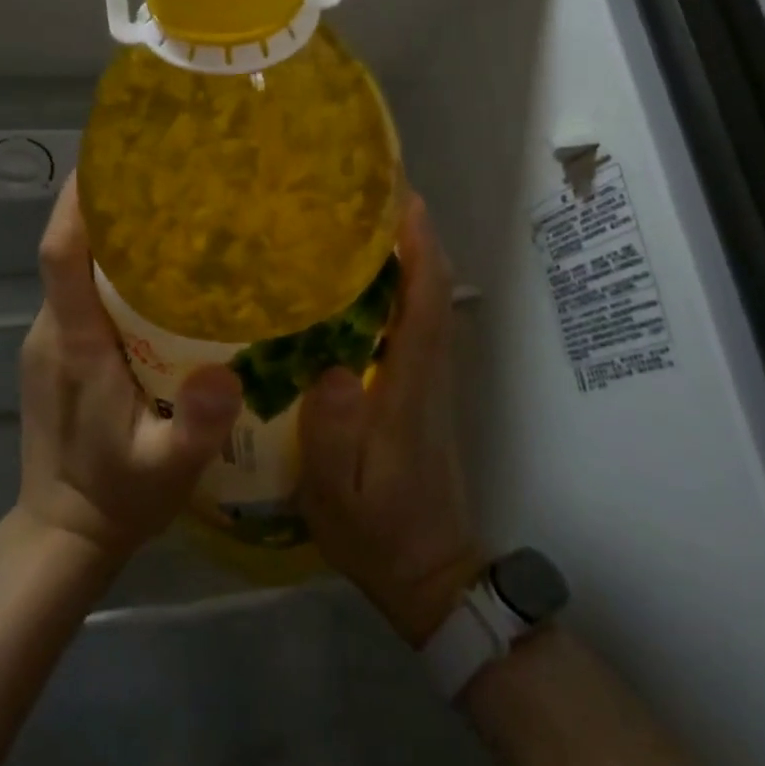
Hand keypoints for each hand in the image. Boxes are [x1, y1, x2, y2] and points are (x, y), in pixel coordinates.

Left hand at [17, 176, 243, 566]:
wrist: (62, 533)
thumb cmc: (115, 497)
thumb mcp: (168, 470)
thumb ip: (195, 428)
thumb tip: (227, 373)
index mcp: (73, 342)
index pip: (60, 253)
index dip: (78, 202)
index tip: (110, 156)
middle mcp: (53, 329)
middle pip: (71, 248)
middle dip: (109, 205)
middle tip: (168, 176)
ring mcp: (51, 339)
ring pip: (77, 269)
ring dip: (114, 236)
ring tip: (173, 212)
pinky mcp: (58, 351)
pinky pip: (82, 292)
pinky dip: (112, 268)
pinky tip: (159, 271)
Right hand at [298, 197, 485, 645]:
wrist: (429, 571)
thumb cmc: (378, 533)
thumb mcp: (336, 497)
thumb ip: (332, 436)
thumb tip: (331, 369)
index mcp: (410, 388)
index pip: (426, 305)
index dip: (420, 250)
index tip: (404, 200)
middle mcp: (429, 372)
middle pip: (433, 290)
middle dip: (415, 236)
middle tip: (373, 193)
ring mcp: (430, 380)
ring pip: (429, 302)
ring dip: (410, 256)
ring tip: (364, 222)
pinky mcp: (422, 389)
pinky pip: (417, 321)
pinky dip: (404, 287)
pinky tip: (364, 280)